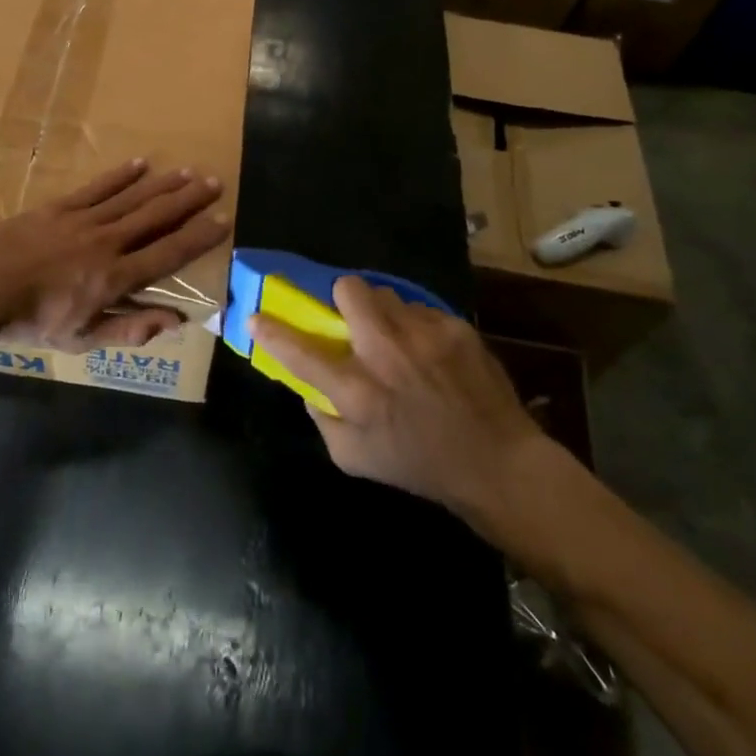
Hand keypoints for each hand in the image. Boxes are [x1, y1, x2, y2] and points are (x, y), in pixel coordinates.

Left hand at [0, 160, 231, 352]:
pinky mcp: (61, 206)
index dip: (198, 237)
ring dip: (163, 184)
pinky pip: (98, 188)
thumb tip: (176, 321)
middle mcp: (107, 243)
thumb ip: (130, 329)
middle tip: (214, 183)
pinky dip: (121, 175)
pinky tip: (141, 163)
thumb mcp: (83, 339)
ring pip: (132, 198)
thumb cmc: (33, 322)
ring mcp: (84, 221)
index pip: (168, 254)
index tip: (223, 221)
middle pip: (156, 217)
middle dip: (188, 200)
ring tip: (188, 171)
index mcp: (115, 279)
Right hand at [250, 277, 558, 541]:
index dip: (271, 331)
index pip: (299, 351)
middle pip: (348, 290)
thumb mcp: (356, 460)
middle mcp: (386, 354)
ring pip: (385, 293)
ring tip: (397, 339)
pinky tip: (430, 353)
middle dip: (343, 298)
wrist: (499, 464)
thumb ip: (323, 419)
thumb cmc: (420, 465)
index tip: (256, 318)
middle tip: (351, 321)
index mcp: (357, 391)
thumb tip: (308, 384)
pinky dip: (415, 326)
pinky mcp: (454, 327)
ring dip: (381, 313)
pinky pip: (419, 309)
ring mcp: (424, 335)